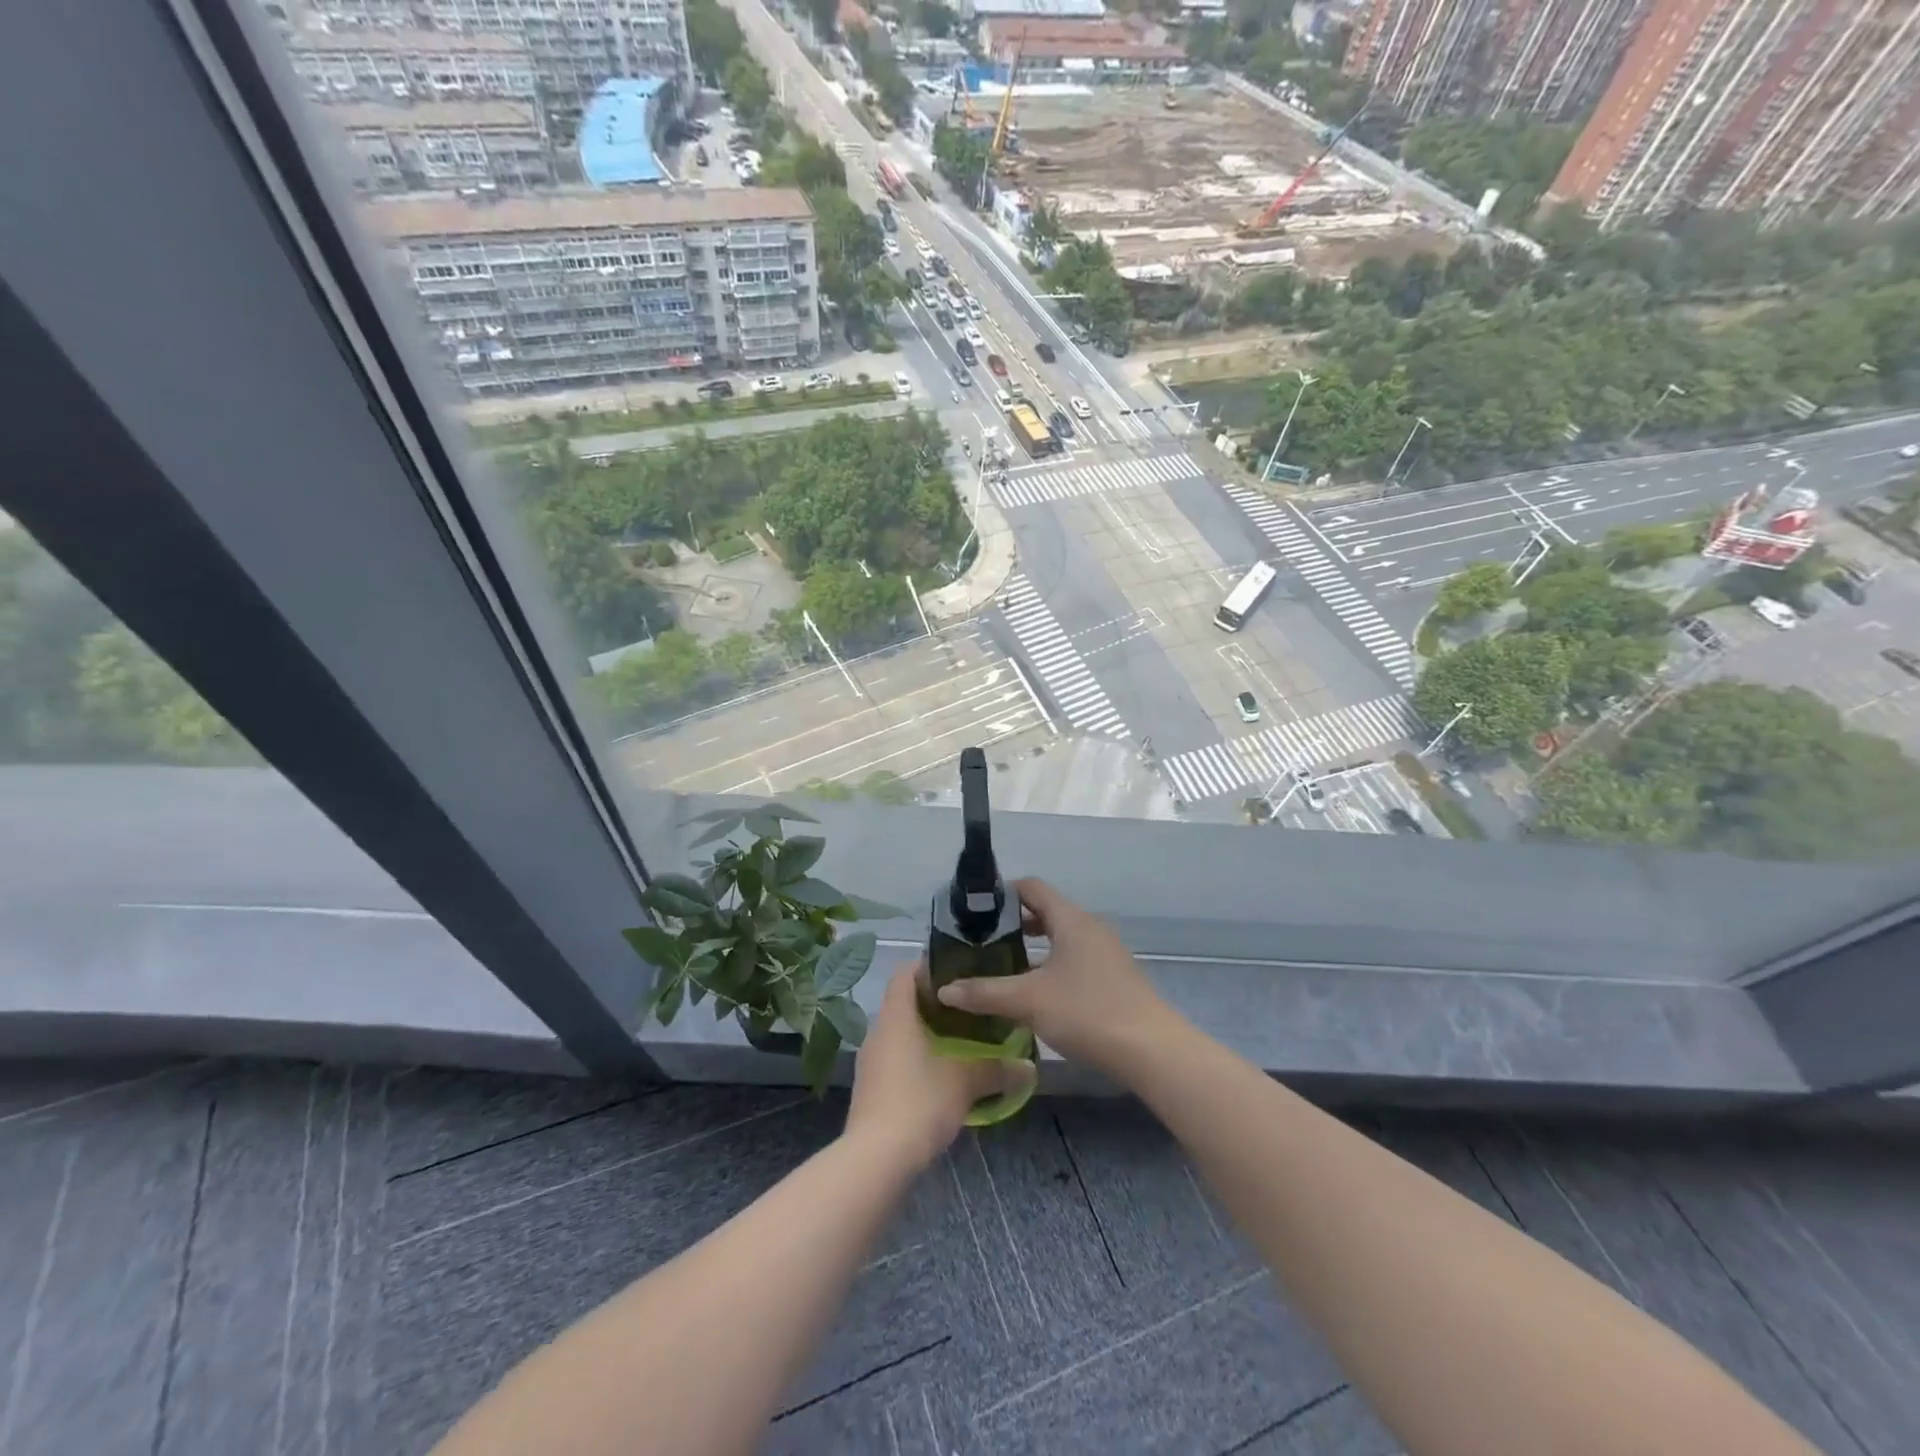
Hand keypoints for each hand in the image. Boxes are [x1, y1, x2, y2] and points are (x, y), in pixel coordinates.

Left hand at [844, 965, 1034, 1170]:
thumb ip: (996, 1069)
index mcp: (896, 1016)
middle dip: (935, 1004)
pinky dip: (917, 1060)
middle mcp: (878, 1032)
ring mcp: (870, 1063)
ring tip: (961, 1042)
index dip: (928, 967)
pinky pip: (895, 1061)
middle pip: (904, 1003)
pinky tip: (941, 1077)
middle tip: (969, 1009)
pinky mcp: (870, 1090)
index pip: (905, 973)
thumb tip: (1029, 1067)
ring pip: (900, 1035)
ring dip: (926, 1035)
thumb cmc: (920, 1101)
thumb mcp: (965, 1082)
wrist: (876, 1159)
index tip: (958, 973)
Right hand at [934, 878, 1172, 1083]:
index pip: (1032, 887)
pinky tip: (1034, 994)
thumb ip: (985, 993)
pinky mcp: (1113, 978)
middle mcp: (1089, 928)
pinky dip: (1051, 966)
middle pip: (1046, 912)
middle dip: (1013, 924)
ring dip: (1032, 948)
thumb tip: (944, 989)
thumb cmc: (1087, 1012)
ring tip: (1002, 967)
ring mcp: (1105, 953)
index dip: (1002, 893)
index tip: (974, 910)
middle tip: (981, 942)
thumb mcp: (1028, 1001)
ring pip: (1060, 938)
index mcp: (1071, 920)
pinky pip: (1074, 959)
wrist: (1151, 1050)